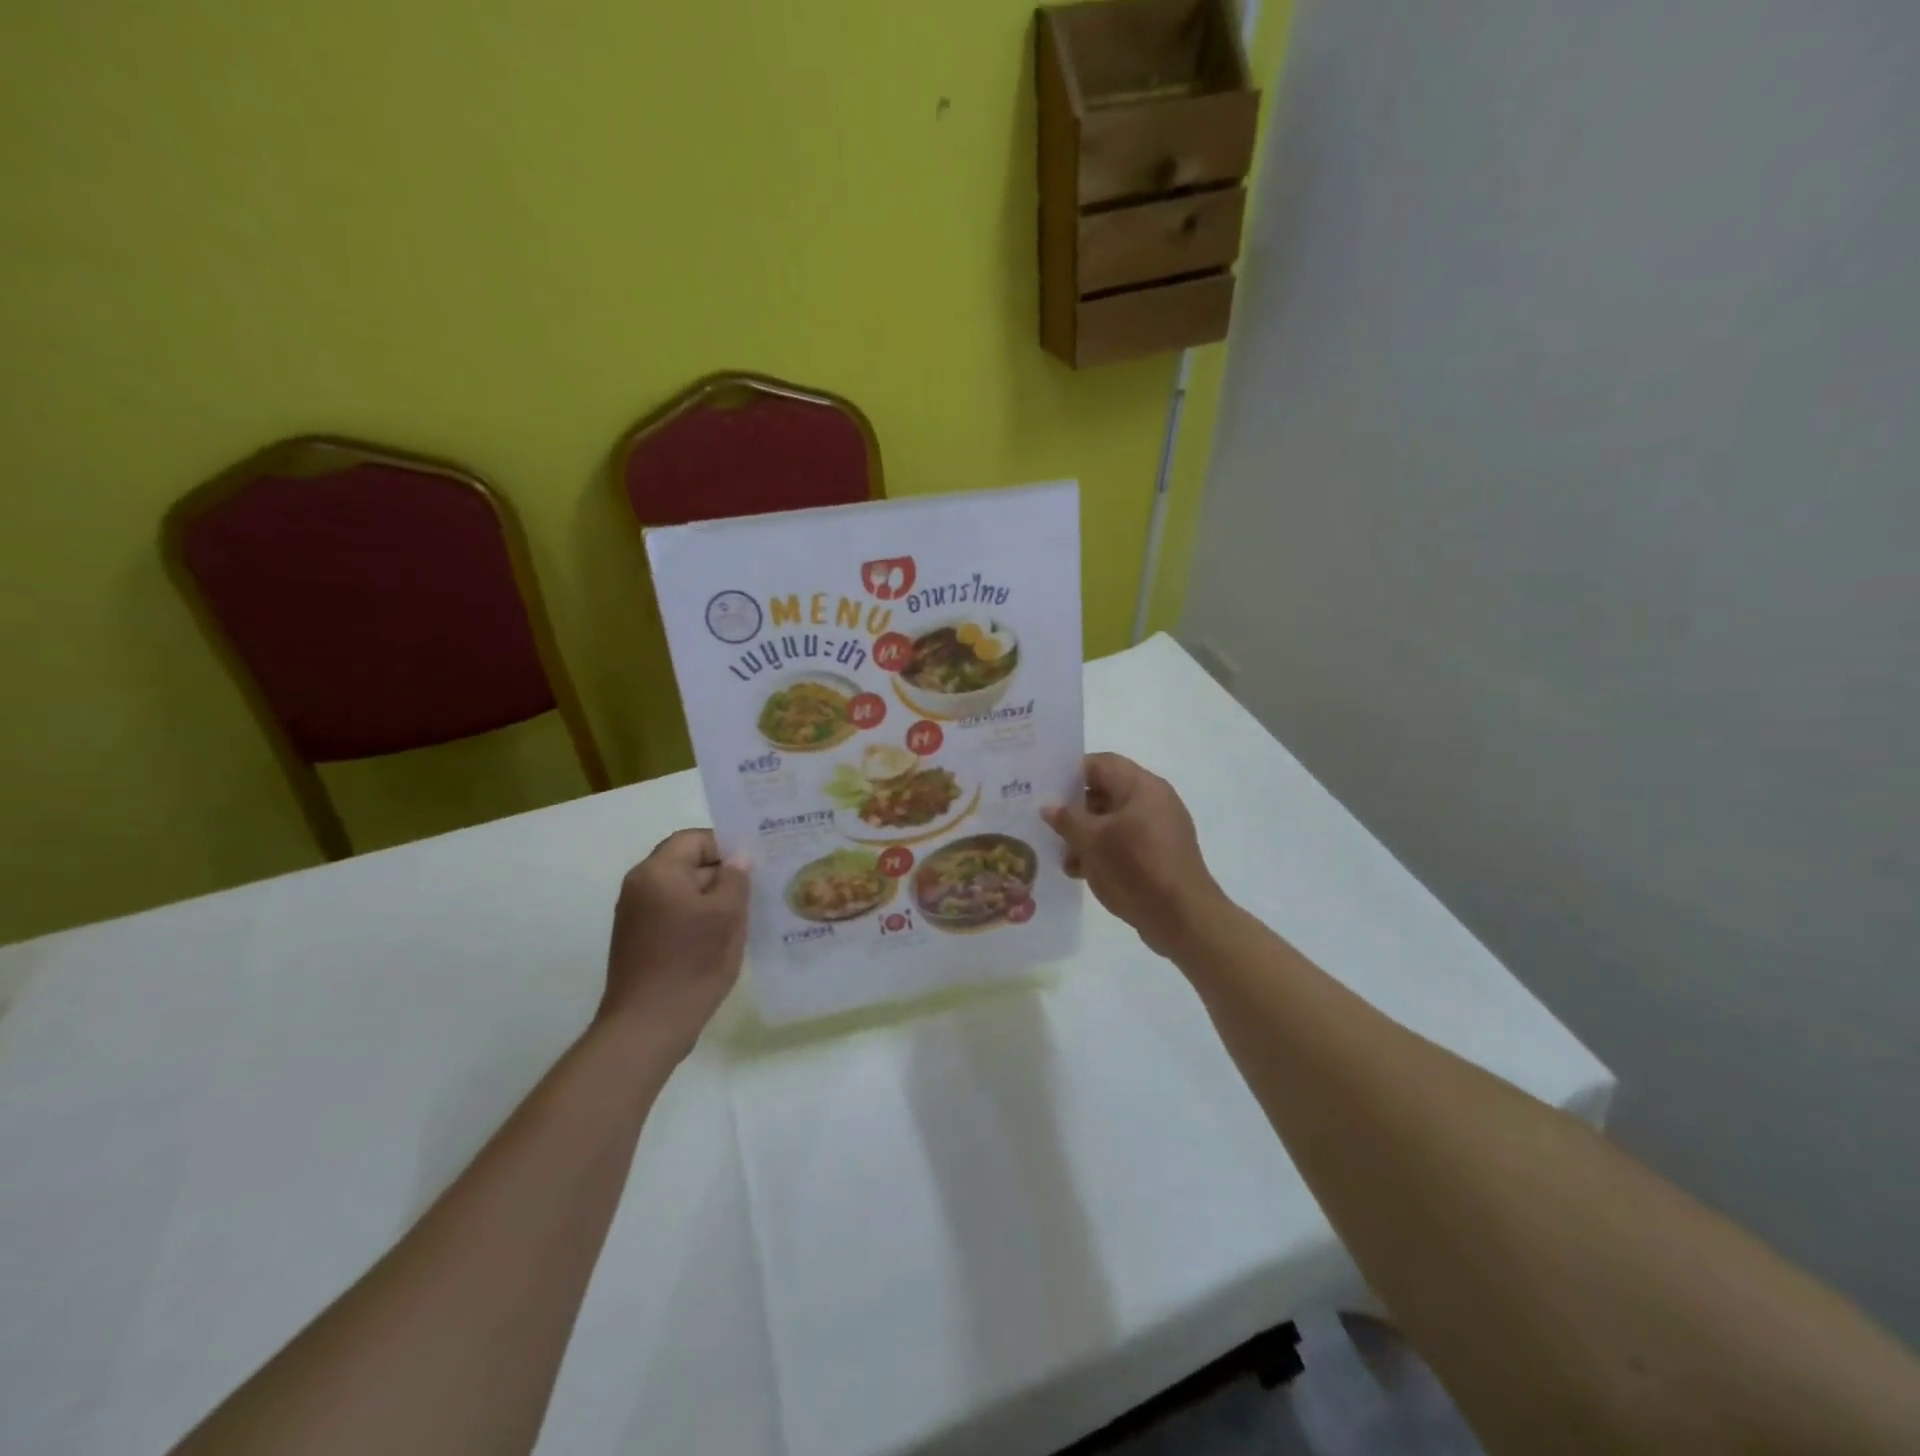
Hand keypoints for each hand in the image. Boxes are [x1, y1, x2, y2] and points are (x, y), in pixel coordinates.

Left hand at [599, 829, 750, 1057]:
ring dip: (715, 900)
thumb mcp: (726, 914)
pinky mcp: (641, 943)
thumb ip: (736, 878)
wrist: (648, 1026)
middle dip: (724, 874)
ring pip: (684, 893)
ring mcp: (637, 917)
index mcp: (657, 873)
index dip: (726, 845)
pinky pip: (676, 916)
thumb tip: (738, 858)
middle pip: (688, 864)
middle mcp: (640, 888)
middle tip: (759, 888)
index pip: (694, 840)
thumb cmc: (691, 962)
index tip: (756, 864)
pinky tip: (724, 939)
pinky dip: (700, 920)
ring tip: (747, 915)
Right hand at [1042, 753, 1227, 958]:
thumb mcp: (1093, 842)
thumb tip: (1049, 807)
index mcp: (1142, 786)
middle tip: (1046, 822)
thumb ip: (1068, 820)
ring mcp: (1159, 829)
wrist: (1183, 918)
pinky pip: (1124, 842)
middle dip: (1075, 809)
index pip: (1100, 764)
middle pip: (1106, 792)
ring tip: (1063, 856)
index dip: (1070, 772)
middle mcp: (1154, 801)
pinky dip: (1102, 851)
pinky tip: (1081, 871)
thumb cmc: (1136, 868)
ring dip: (1086, 835)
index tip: (1044, 788)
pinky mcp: (1159, 855)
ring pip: (1112, 820)